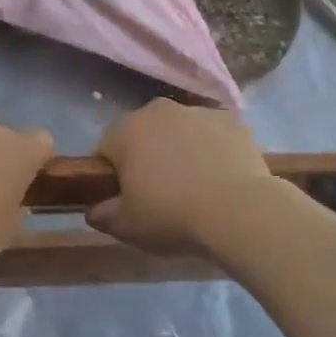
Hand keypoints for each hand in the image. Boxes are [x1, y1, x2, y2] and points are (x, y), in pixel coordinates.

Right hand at [87, 99, 273, 257]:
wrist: (240, 212)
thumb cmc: (172, 216)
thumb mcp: (126, 226)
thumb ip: (101, 214)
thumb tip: (94, 208)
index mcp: (126, 130)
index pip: (106, 149)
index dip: (113, 175)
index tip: (126, 199)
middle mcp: (159, 110)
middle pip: (144, 134)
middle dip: (147, 157)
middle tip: (160, 194)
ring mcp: (198, 112)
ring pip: (179, 131)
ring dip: (181, 150)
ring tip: (196, 188)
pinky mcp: (232, 121)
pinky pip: (213, 135)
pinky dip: (213, 150)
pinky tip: (221, 179)